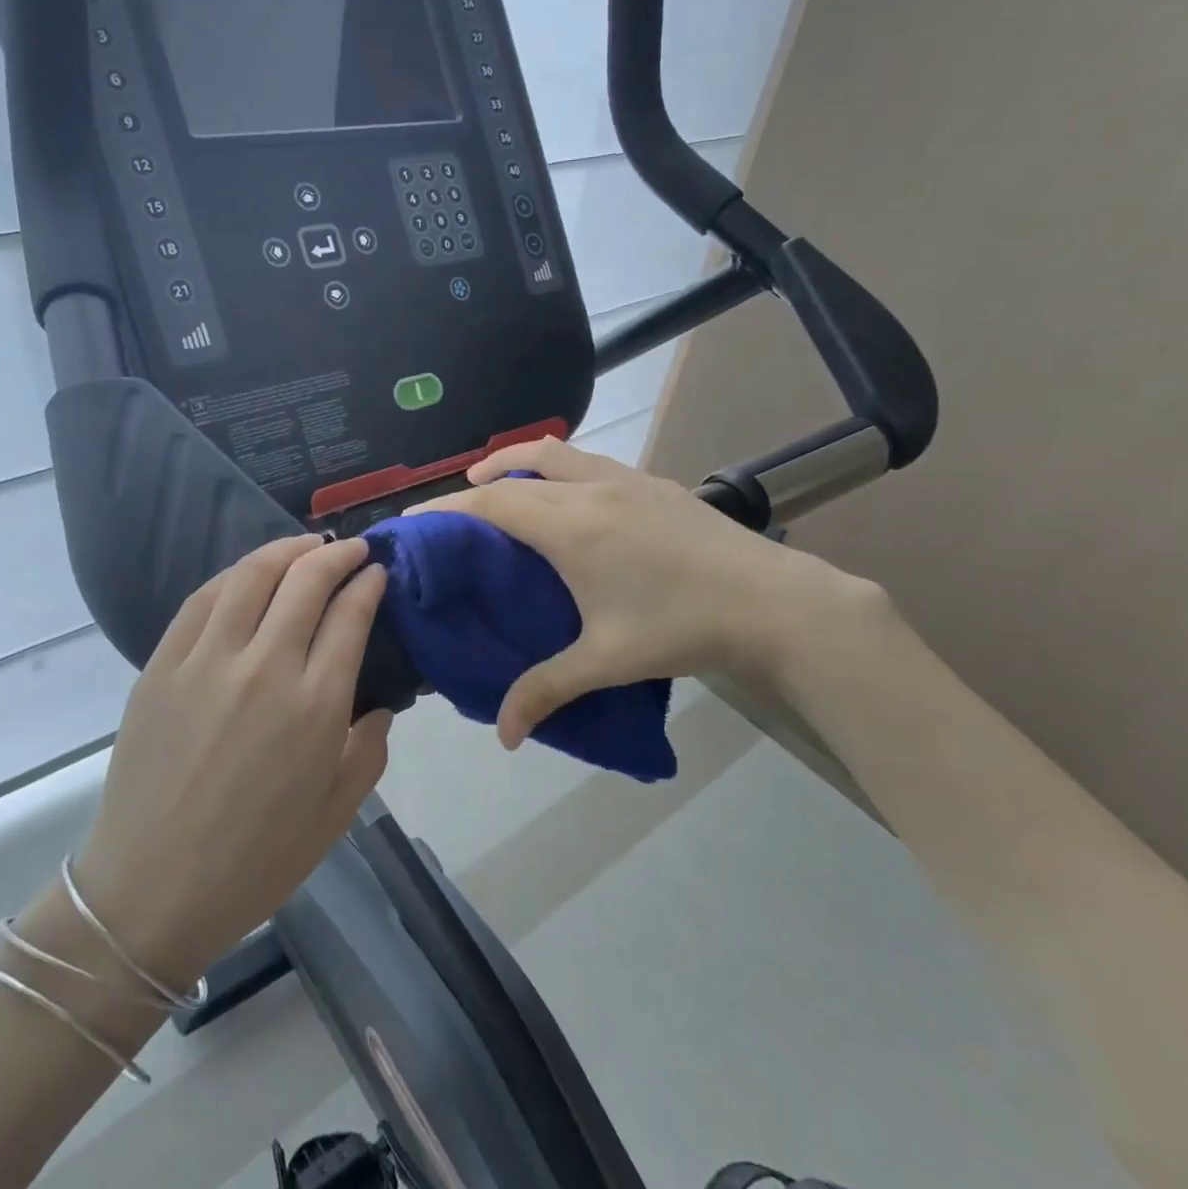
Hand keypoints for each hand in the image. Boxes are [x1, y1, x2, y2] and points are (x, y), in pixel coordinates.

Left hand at [71, 536, 390, 984]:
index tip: (377, 573)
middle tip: (352, 549)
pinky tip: (249, 574)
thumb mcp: (336, 814)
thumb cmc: (256, 861)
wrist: (151, 891)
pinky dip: (234, 575)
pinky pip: (202, 600)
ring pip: (252, 575)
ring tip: (306, 546)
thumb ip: (368, 750)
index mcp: (315, 706)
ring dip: (286, 550)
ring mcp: (207, 661)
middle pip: (306, 580)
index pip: (350, 615)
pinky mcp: (162, 666)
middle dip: (336, 554)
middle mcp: (264, 668)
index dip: (368, 584)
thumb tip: (378, 705)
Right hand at [415, 438, 877, 747]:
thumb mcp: (606, 661)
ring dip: (517, 462)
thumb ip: (546, 690)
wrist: (774, 602)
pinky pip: (588, 462)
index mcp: (570, 527)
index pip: (491, 502)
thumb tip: (503, 735)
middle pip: (516, 469)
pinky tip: (568, 499)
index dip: (446, 508)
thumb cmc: (681, 626)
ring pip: (556, 452)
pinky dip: (558, 467)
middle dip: (475, 483)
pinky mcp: (655, 483)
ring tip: (500, 485)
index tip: (413, 520)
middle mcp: (591, 491)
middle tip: (454, 512)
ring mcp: (627, 480)